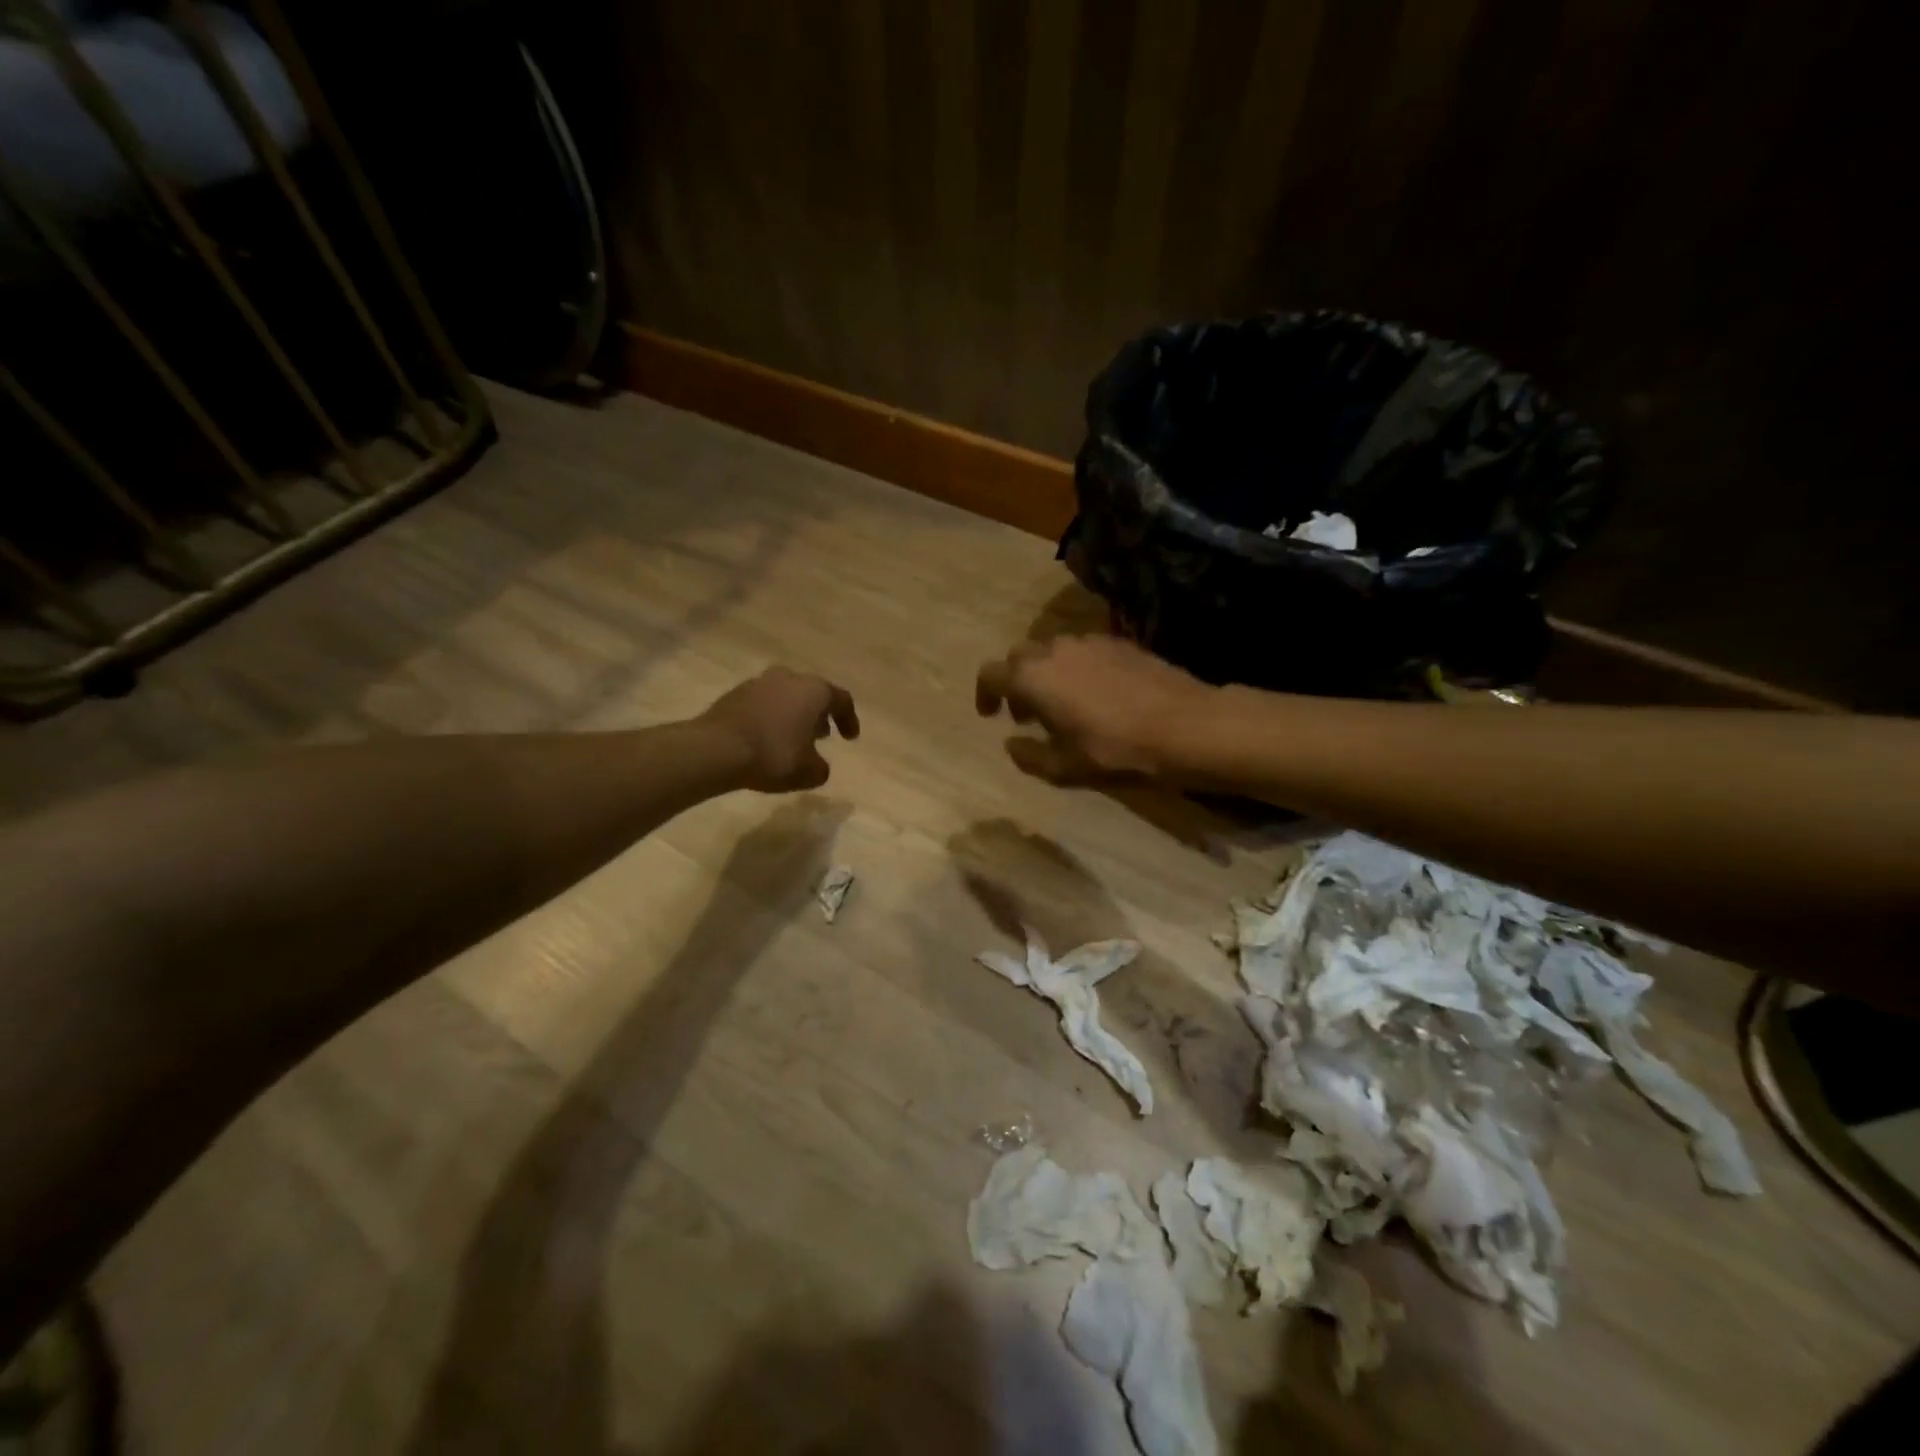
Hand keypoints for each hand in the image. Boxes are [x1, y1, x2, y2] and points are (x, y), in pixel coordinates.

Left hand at [699, 667, 859, 792]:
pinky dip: (770, 718)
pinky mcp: (735, 693)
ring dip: (793, 715)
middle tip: (822, 736)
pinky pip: (763, 703)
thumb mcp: (808, 772)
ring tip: (793, 738)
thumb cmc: (773, 755)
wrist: (716, 749)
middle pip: (811, 693)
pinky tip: (766, 738)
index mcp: (814, 690)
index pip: (842, 700)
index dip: (849, 720)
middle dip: (819, 714)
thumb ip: (820, 768)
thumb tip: (817, 765)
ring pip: (785, 696)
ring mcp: (759, 682)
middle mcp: (788, 678)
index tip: (850, 739)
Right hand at [975, 635, 1212, 780]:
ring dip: (1047, 673)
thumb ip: (1029, 756)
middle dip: (1016, 682)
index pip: (991, 674)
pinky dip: (1076, 667)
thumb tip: (1012, 744)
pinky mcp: (1120, 642)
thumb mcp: (1065, 768)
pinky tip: (1097, 695)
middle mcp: (1055, 649)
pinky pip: (1084, 650)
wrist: (1184, 726)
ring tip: (1063, 705)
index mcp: (1033, 677)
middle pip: (1021, 657)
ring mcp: (1090, 641)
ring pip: (1054, 650)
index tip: (991, 716)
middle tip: (1027, 714)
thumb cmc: (1115, 750)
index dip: (985, 694)